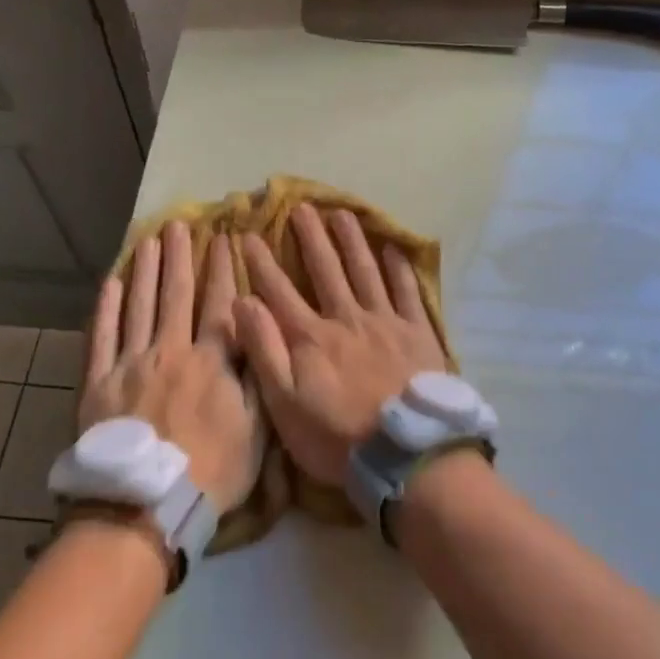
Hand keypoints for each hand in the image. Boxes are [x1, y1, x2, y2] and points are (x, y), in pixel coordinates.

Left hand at [82, 220, 260, 510]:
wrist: (146, 506)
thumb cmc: (211, 471)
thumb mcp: (255, 429)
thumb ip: (256, 375)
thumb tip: (257, 329)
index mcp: (211, 361)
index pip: (220, 304)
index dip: (222, 269)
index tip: (223, 238)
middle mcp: (170, 351)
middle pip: (175, 295)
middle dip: (179, 257)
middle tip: (178, 225)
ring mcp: (130, 364)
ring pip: (138, 307)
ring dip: (144, 271)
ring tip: (147, 241)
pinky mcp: (98, 383)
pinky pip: (101, 338)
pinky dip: (105, 310)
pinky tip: (110, 284)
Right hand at [234, 205, 447, 485]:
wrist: (406, 452)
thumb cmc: (337, 436)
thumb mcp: (285, 403)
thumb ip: (263, 350)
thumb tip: (242, 302)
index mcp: (311, 337)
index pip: (279, 291)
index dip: (262, 263)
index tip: (249, 235)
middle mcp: (346, 318)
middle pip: (326, 269)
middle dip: (311, 237)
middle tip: (301, 206)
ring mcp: (385, 321)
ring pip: (365, 270)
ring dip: (351, 240)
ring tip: (341, 213)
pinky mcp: (417, 332)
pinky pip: (407, 292)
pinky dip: (399, 268)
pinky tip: (393, 248)